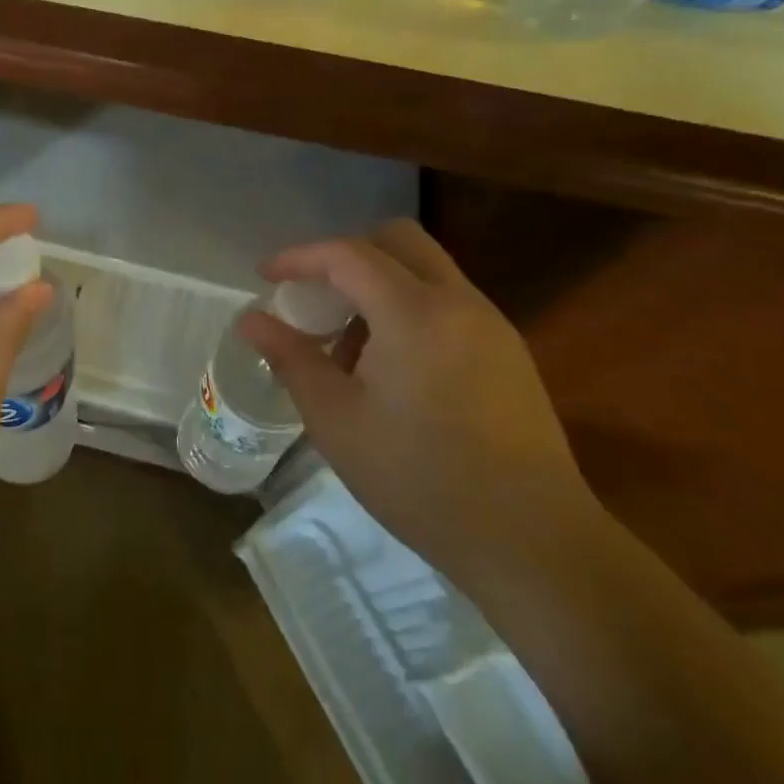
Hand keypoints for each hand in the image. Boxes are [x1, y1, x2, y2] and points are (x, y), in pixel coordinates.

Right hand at [240, 219, 598, 590]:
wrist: (533, 543)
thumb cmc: (420, 479)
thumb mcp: (336, 420)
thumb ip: (291, 358)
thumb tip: (251, 320)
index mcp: (414, 312)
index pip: (348, 254)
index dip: (300, 256)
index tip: (265, 276)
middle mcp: (459, 302)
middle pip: (397, 240)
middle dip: (345, 255)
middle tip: (313, 296)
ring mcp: (491, 325)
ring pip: (425, 269)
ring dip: (378, 284)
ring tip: (348, 344)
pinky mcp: (509, 352)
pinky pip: (447, 301)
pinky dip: (408, 308)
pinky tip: (392, 368)